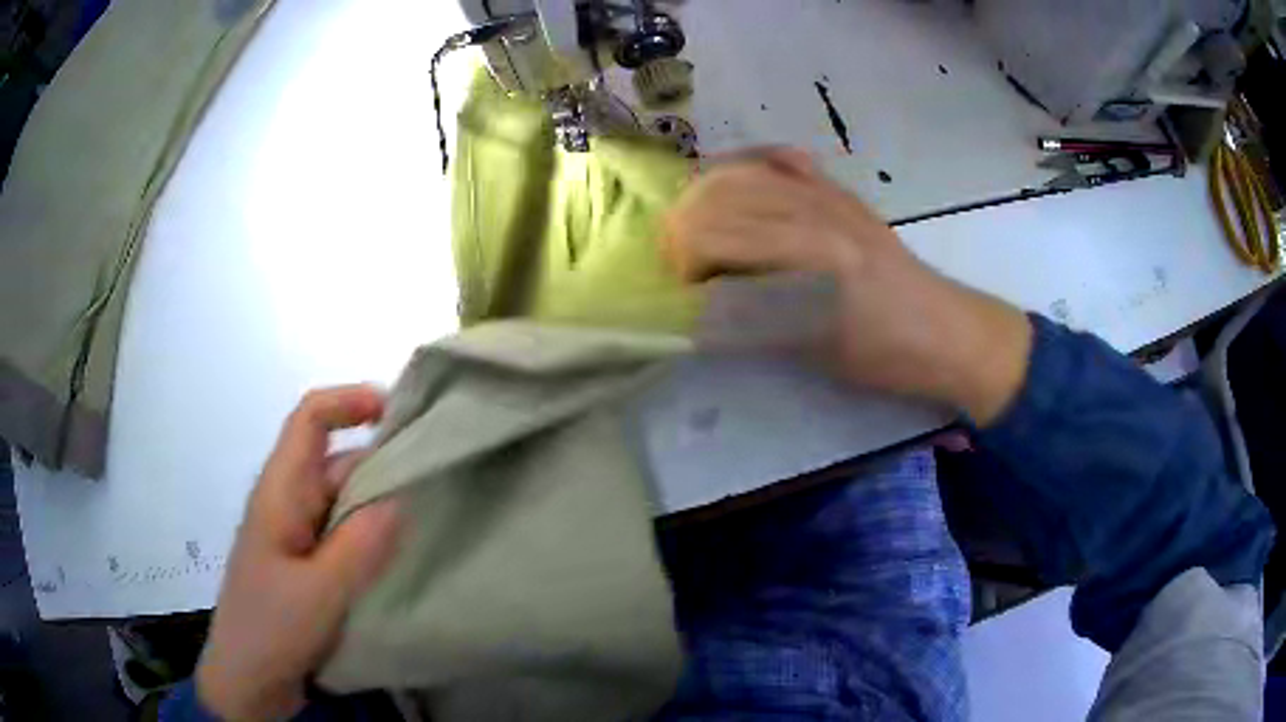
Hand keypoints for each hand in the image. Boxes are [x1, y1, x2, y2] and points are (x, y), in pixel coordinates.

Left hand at [196, 386, 399, 719]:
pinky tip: (399, 557)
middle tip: (434, 482)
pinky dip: (371, 536)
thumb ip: (361, 543)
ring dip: (378, 504)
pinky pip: (343, 536)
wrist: (247, 681)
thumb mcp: (320, 591)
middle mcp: (287, 503)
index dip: (349, 402)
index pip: (309, 420)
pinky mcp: (306, 566)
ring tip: (428, 521)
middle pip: (334, 461)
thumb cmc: (272, 628)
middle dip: (379, 462)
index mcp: (280, 493)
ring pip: (342, 502)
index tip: (398, 413)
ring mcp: (297, 537)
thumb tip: (401, 495)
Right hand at [664, 149, 1031, 424]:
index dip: (683, 260)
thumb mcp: (812, 349)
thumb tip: (694, 307)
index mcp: (809, 255)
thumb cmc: (883, 354)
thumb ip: (748, 319)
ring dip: (705, 196)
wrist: (944, 330)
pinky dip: (747, 166)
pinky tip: (737, 185)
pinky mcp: (840, 190)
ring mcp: (828, 193)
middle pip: (718, 193)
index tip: (684, 289)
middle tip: (685, 262)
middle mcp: (814, 209)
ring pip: (742, 171)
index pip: (713, 233)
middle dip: (684, 226)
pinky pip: (781, 158)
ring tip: (700, 228)